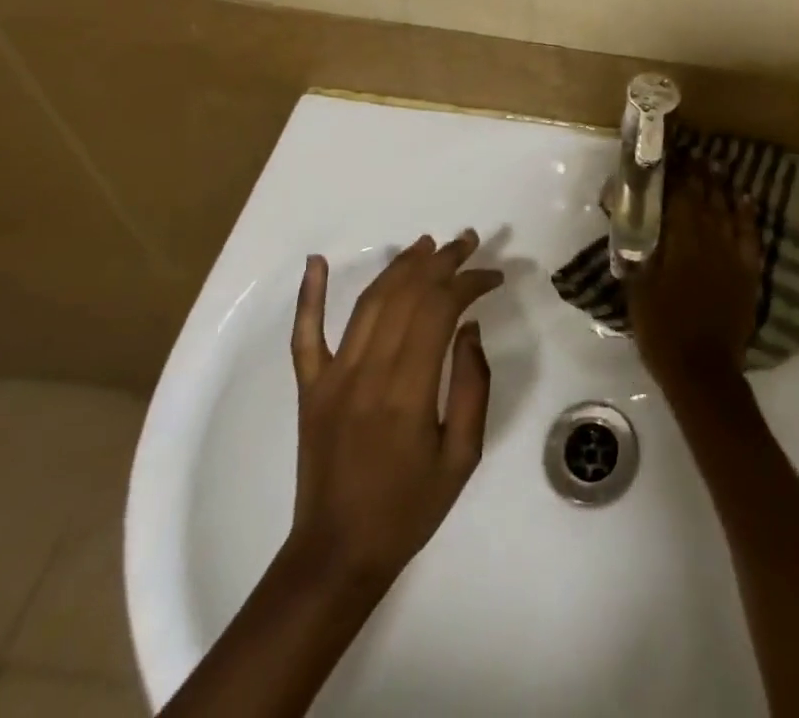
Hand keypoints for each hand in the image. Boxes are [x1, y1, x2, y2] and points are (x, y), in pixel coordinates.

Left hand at [286, 231, 503, 591]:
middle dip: (442, 261)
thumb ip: (472, 386)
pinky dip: (308, 295)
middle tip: (468, 242)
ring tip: (428, 244)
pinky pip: (305, 334)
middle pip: (407, 295)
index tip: (493, 275)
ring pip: (369, 302)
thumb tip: (469, 327)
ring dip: (400, 266)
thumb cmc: (409, 508)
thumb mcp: (462, 455)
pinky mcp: (310, 388)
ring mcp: (332, 377)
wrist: (337, 556)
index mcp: (407, 392)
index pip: (440, 310)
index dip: (469, 282)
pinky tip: (315, 261)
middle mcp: (367, 373)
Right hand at [627, 154, 763, 402]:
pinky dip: (747, 214)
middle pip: (705, 198)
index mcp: (680, 241)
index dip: (677, 175)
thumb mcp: (638, 290)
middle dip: (699, 175)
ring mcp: (732, 254)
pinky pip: (750, 234)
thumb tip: (631, 226)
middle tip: (695, 156)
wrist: (702, 369)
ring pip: (728, 210)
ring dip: (721, 187)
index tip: (673, 157)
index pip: (680, 196)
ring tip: (716, 167)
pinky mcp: (748, 271)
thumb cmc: (662, 330)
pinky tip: (744, 199)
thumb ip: (637, 254)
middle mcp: (709, 239)